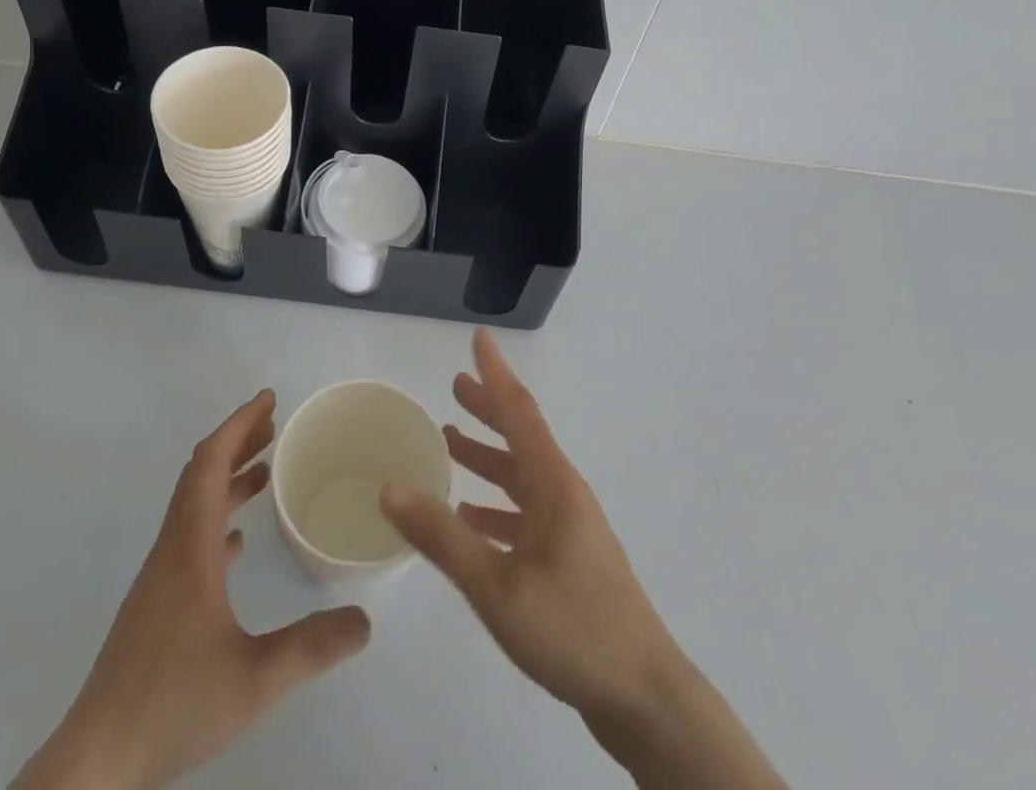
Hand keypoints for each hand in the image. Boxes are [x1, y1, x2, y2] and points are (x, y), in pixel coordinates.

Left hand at [13, 390, 370, 789]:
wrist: (96, 762)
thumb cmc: (172, 706)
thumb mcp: (254, 680)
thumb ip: (312, 647)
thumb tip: (365, 620)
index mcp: (191, 548)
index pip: (212, 463)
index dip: (239, 424)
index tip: (269, 400)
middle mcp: (172, 549)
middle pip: (201, 474)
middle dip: (237, 441)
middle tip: (274, 425)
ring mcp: (159, 577)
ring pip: (194, 505)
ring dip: (228, 479)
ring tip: (265, 472)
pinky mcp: (155, 604)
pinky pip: (188, 538)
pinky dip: (215, 518)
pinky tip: (235, 543)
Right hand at [382, 331, 785, 789]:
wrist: (644, 697)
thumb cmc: (571, 628)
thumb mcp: (496, 585)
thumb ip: (442, 536)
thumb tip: (390, 486)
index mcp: (553, 484)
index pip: (519, 410)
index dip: (495, 373)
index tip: (479, 337)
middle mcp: (564, 493)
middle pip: (521, 437)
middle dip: (488, 409)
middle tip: (455, 386)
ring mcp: (571, 527)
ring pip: (522, 476)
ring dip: (489, 457)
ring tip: (452, 444)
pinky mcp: (570, 559)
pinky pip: (526, 514)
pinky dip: (496, 507)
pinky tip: (470, 519)